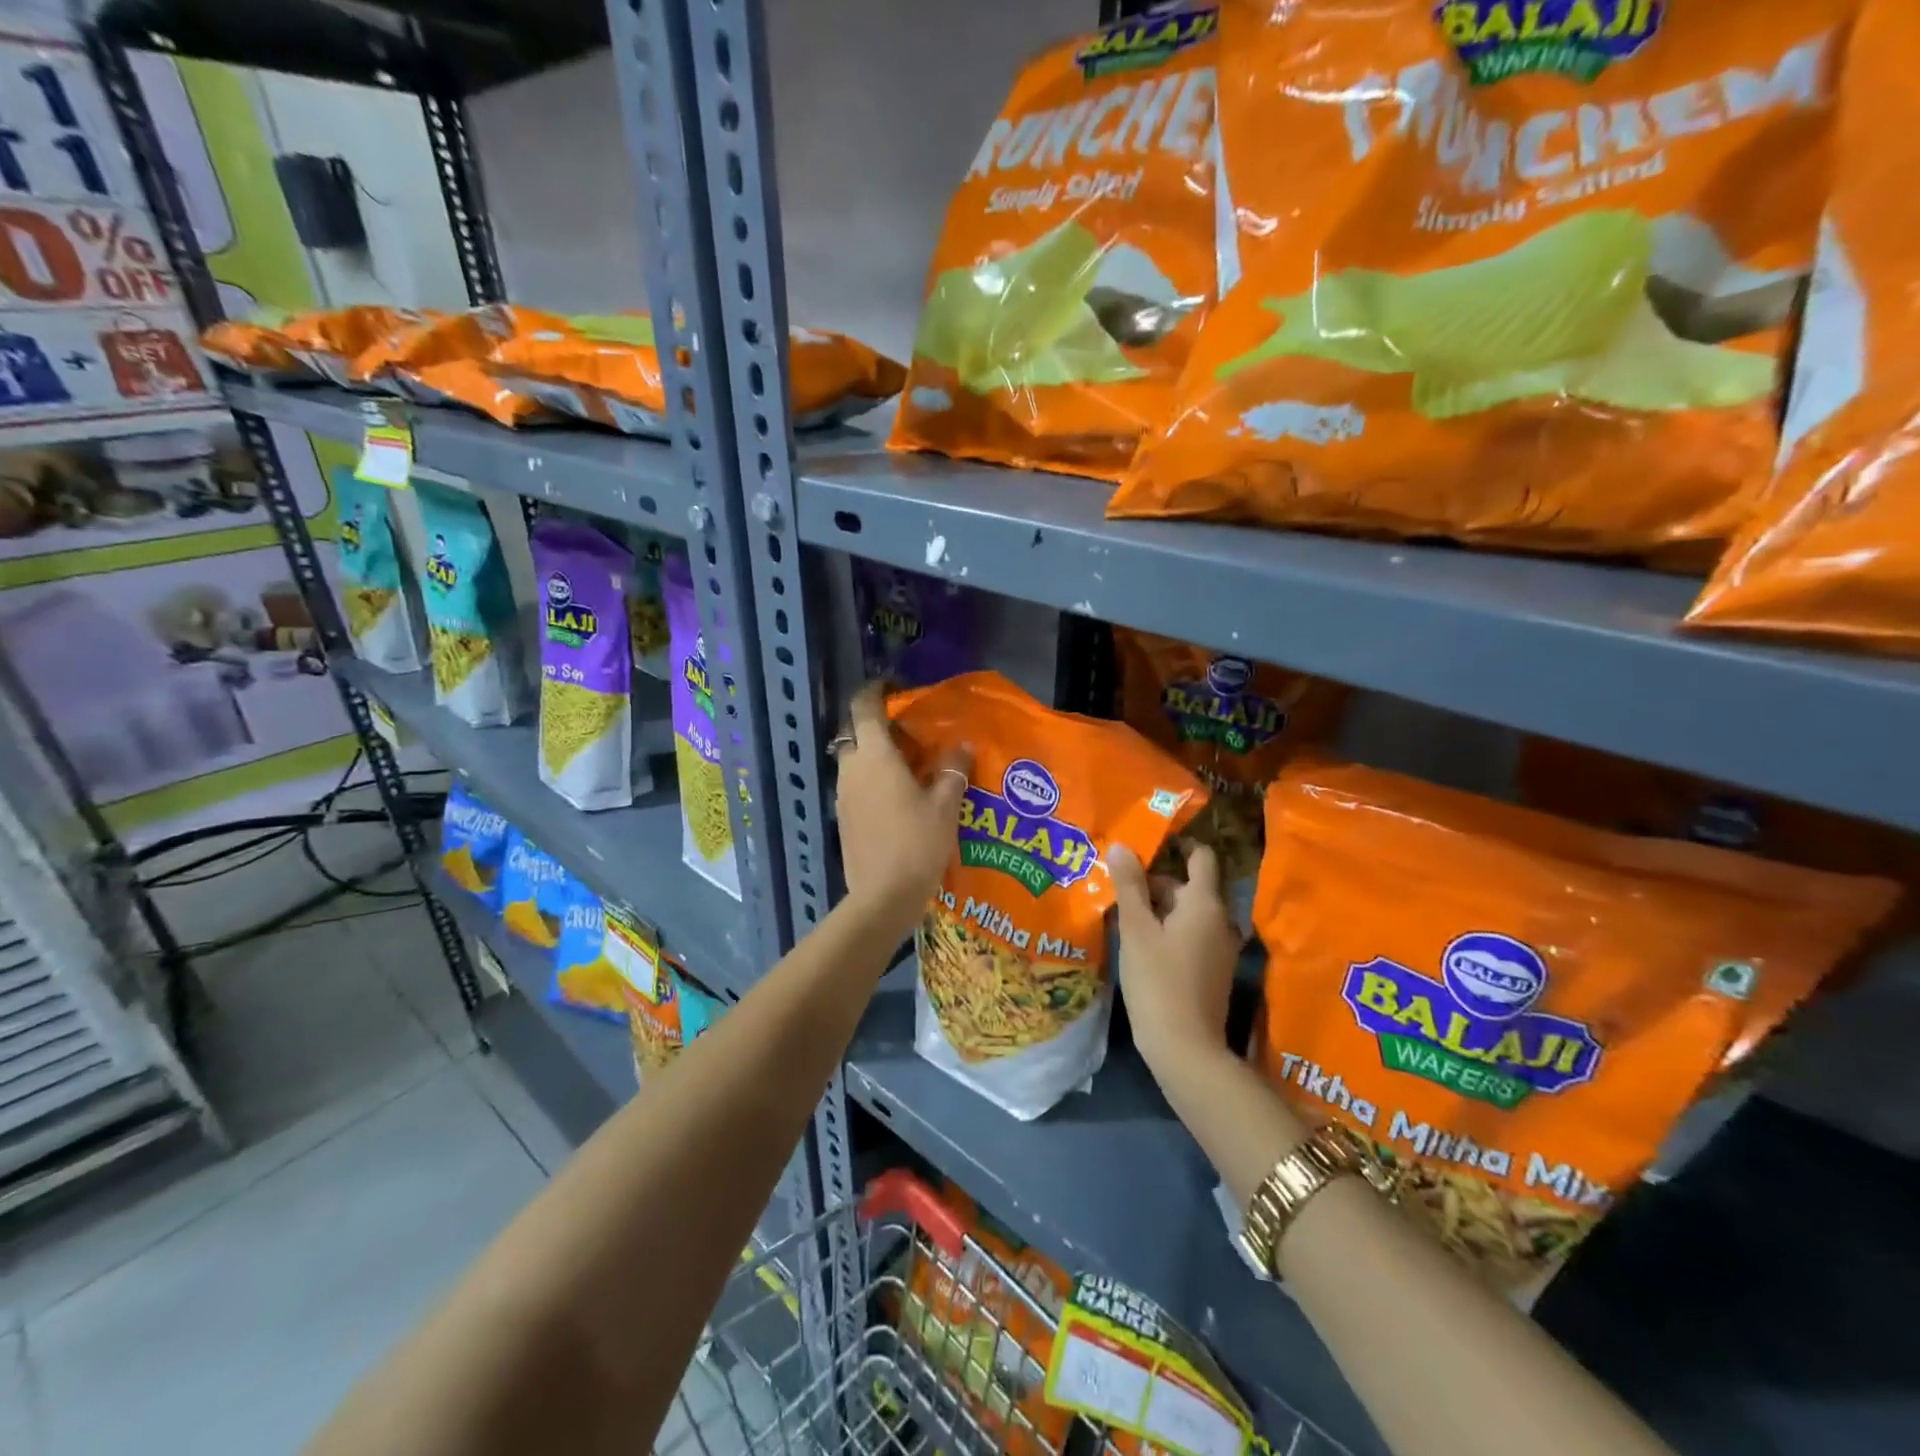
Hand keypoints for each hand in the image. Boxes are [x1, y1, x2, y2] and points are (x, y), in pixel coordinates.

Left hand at [834, 683, 970, 926]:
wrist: (883, 896)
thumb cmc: (917, 843)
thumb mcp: (945, 805)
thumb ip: (953, 770)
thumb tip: (962, 746)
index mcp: (875, 756)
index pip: (864, 708)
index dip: (875, 691)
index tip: (892, 687)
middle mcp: (852, 769)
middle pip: (856, 734)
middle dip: (877, 727)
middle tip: (909, 735)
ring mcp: (843, 795)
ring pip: (854, 762)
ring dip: (875, 757)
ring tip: (908, 768)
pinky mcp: (843, 818)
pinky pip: (855, 786)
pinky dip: (871, 781)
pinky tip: (897, 799)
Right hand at [1110, 842, 1241, 1075]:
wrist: (1186, 1049)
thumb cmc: (1158, 981)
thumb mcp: (1136, 930)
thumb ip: (1129, 885)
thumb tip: (1123, 846)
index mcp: (1205, 903)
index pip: (1201, 857)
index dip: (1179, 845)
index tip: (1149, 843)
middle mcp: (1221, 920)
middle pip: (1189, 886)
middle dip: (1155, 882)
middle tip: (1118, 884)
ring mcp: (1220, 947)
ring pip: (1187, 913)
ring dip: (1159, 908)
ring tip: (1121, 911)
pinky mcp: (1213, 970)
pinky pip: (1190, 935)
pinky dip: (1168, 930)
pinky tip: (1138, 942)